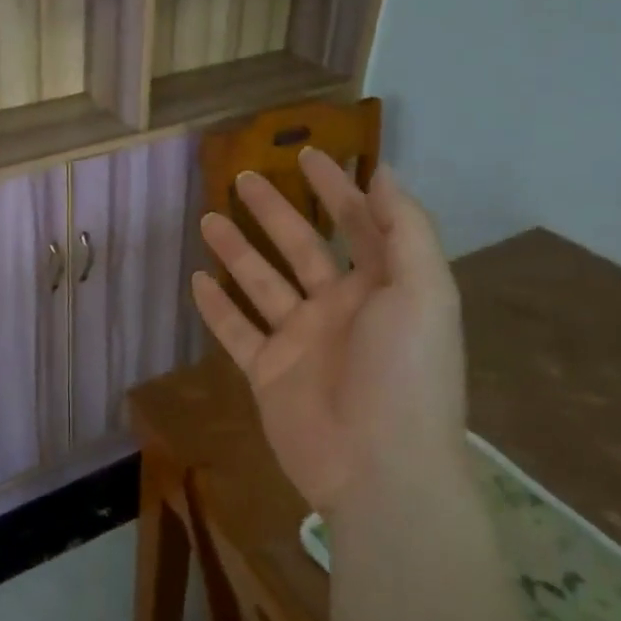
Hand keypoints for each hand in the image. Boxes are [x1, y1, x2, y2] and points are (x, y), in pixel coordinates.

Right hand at [191, 152, 463, 512]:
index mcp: (382, 286)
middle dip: (274, 210)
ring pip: (262, 284)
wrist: (379, 467)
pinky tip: (197, 280)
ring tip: (207, 219)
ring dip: (237, 251)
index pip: (356, 223)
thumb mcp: (424, 291)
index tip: (306, 154)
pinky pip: (237, 332)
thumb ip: (406, 228)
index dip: (335, 187)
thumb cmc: (406, 372)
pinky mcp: (269, 373)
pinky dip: (217, 307)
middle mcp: (340, 307)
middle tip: (242, 176)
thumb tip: (383, 172)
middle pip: (300, 246)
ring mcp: (301, 341)